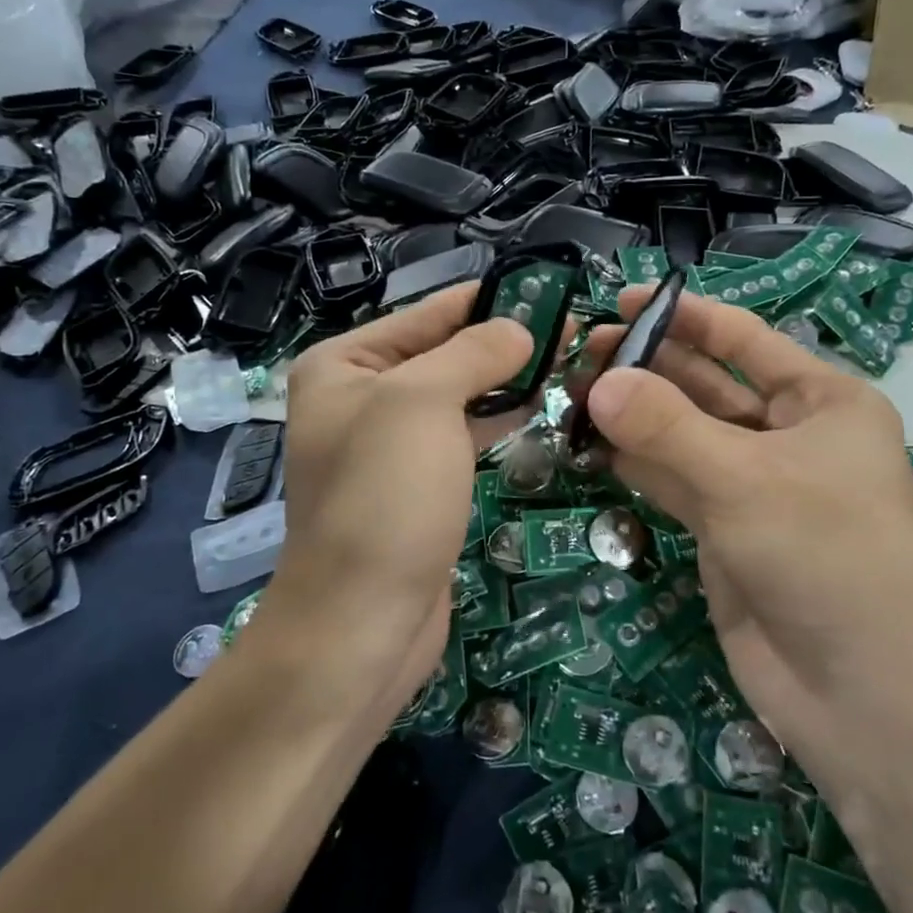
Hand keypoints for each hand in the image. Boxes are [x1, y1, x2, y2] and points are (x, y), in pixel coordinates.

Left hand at [254, 284, 531, 722]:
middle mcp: (359, 399)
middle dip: (501, 343)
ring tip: (565, 363)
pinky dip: (495, 421)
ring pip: (456, 397)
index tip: (547, 289)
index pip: (425, 314)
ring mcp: (388, 446)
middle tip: (570, 331)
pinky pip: (460, 437)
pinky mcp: (416, 486)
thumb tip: (519, 329)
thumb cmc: (385, 497)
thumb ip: (473, 353)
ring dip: (504, 381)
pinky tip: (537, 409)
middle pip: (442, 354)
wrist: (362, 622)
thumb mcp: (423, 403)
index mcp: (343, 366)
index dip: (486, 299)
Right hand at [576, 288, 912, 746]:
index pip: (742, 340)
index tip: (621, 299)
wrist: (861, 694)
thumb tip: (598, 381)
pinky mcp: (723, 531)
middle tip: (579, 351)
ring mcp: (753, 486)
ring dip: (632, 416)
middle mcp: (788, 436)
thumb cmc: (825, 556)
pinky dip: (634, 464)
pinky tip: (589, 446)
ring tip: (570, 392)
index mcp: (821, 402)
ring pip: (682, 435)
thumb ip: (665, 427)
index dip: (683, 316)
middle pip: (705, 385)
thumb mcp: (744, 479)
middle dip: (646, 366)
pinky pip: (672, 482)